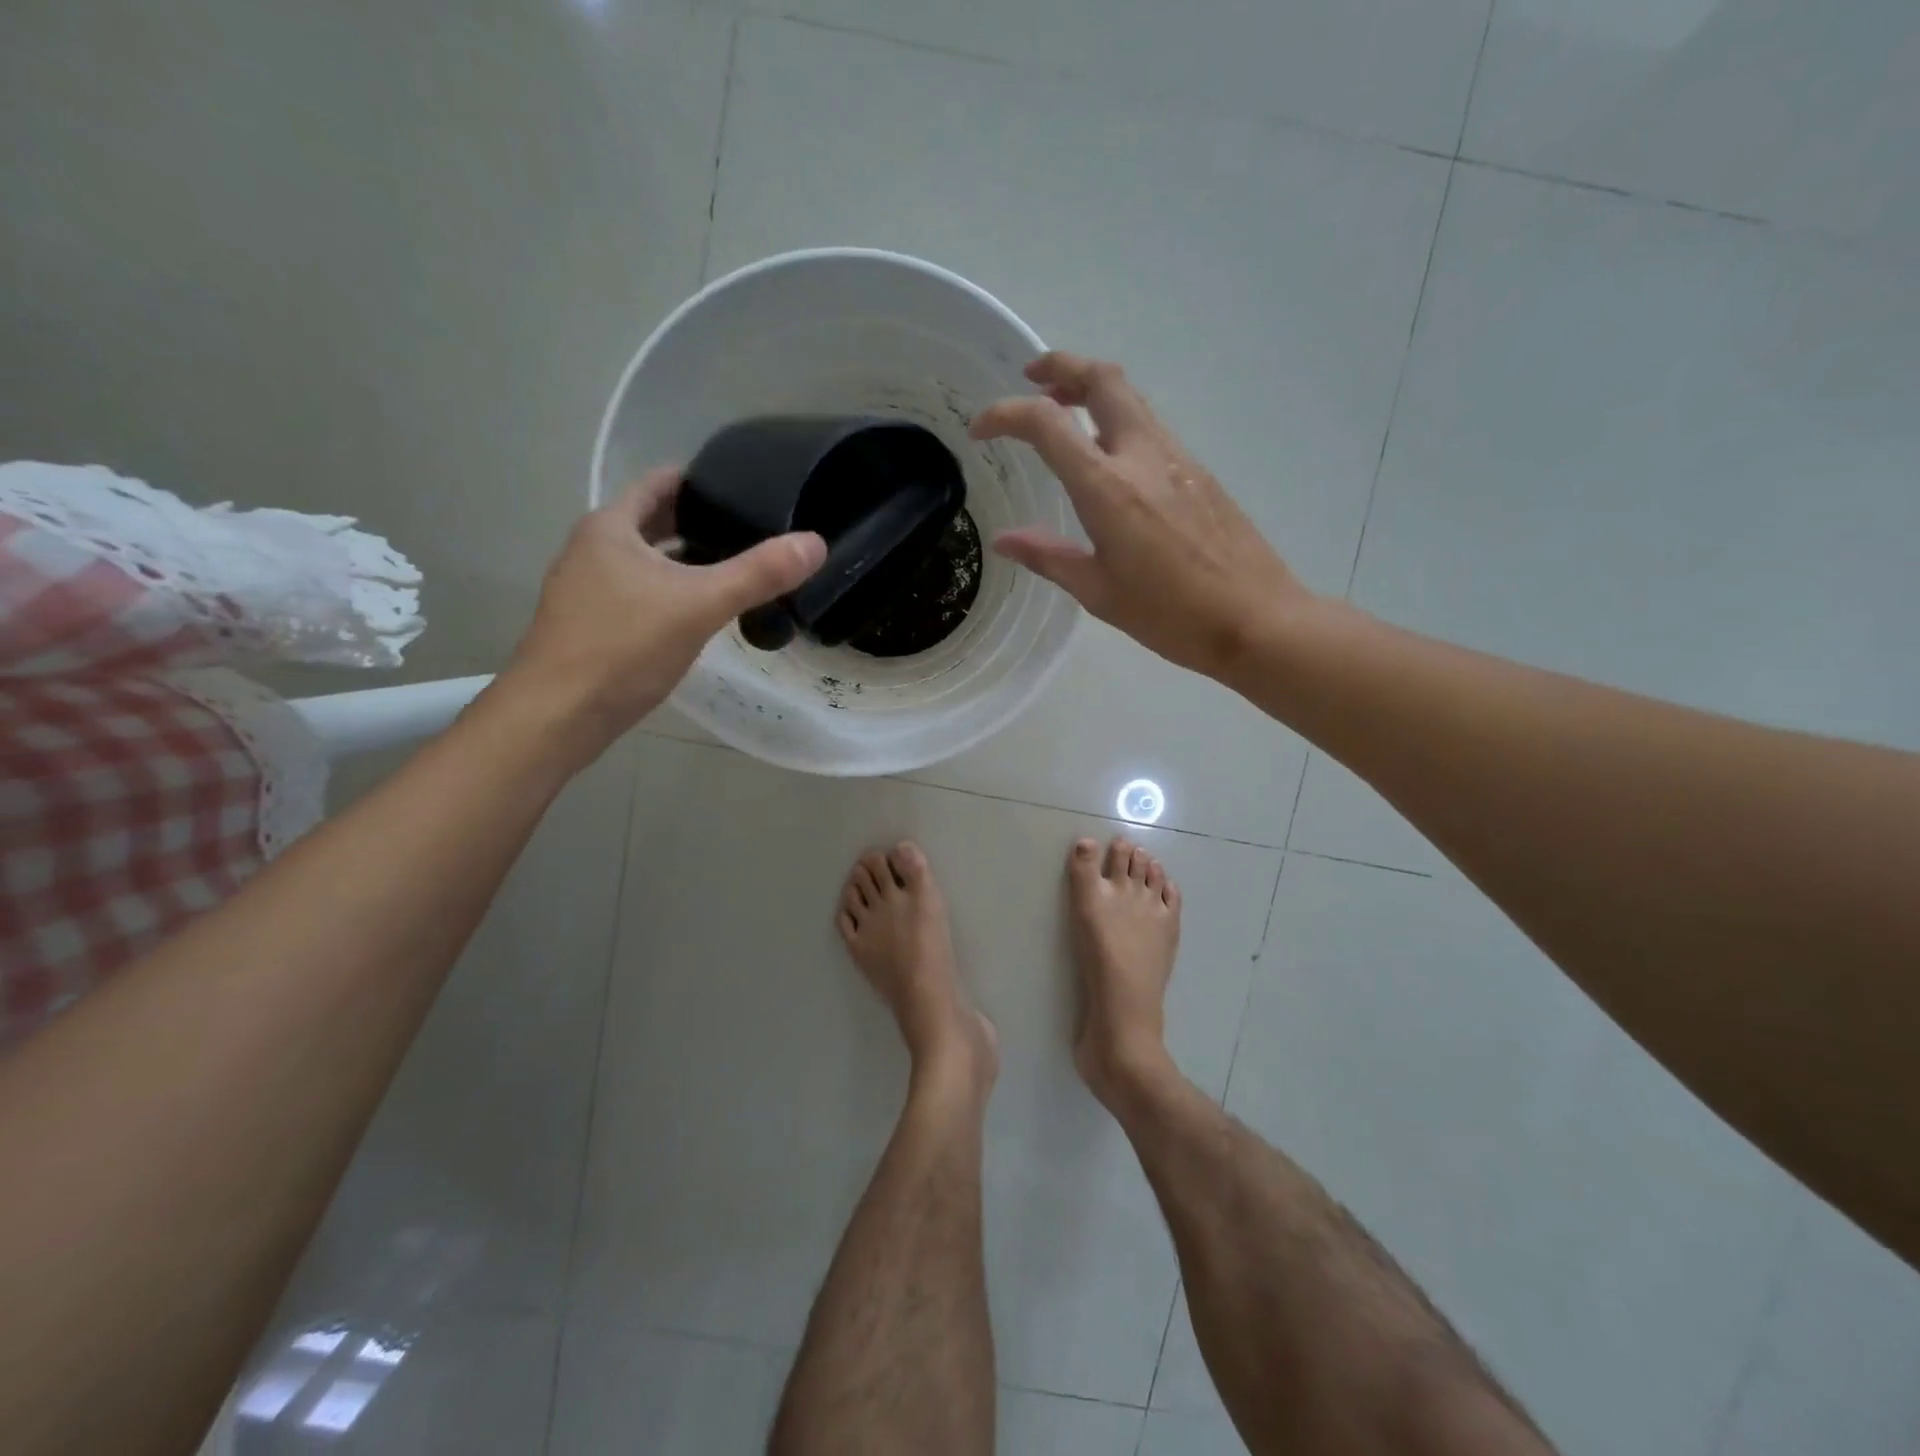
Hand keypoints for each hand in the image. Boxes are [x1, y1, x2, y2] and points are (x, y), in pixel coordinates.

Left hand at [498, 467, 824, 761]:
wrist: (558, 716)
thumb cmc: (624, 647)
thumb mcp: (700, 604)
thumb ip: (759, 573)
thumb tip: (816, 543)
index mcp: (611, 527)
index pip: (660, 484)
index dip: (701, 480)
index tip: (745, 487)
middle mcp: (593, 550)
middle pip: (653, 522)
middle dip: (698, 523)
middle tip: (751, 530)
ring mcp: (587, 590)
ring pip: (647, 562)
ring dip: (685, 562)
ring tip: (735, 570)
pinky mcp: (591, 626)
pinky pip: (640, 595)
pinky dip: (671, 593)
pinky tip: (700, 615)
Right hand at [971, 352, 1314, 679]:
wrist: (1255, 619)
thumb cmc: (1170, 615)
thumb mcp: (1098, 592)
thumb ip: (1048, 557)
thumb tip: (1003, 542)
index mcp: (1108, 488)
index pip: (1047, 424)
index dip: (1006, 415)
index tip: (980, 429)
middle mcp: (1143, 456)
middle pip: (1103, 379)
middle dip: (1062, 366)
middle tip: (1033, 377)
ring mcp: (1177, 459)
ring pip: (1131, 398)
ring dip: (1092, 390)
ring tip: (1064, 412)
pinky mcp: (1199, 472)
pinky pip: (1150, 427)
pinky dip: (1118, 420)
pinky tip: (1108, 458)